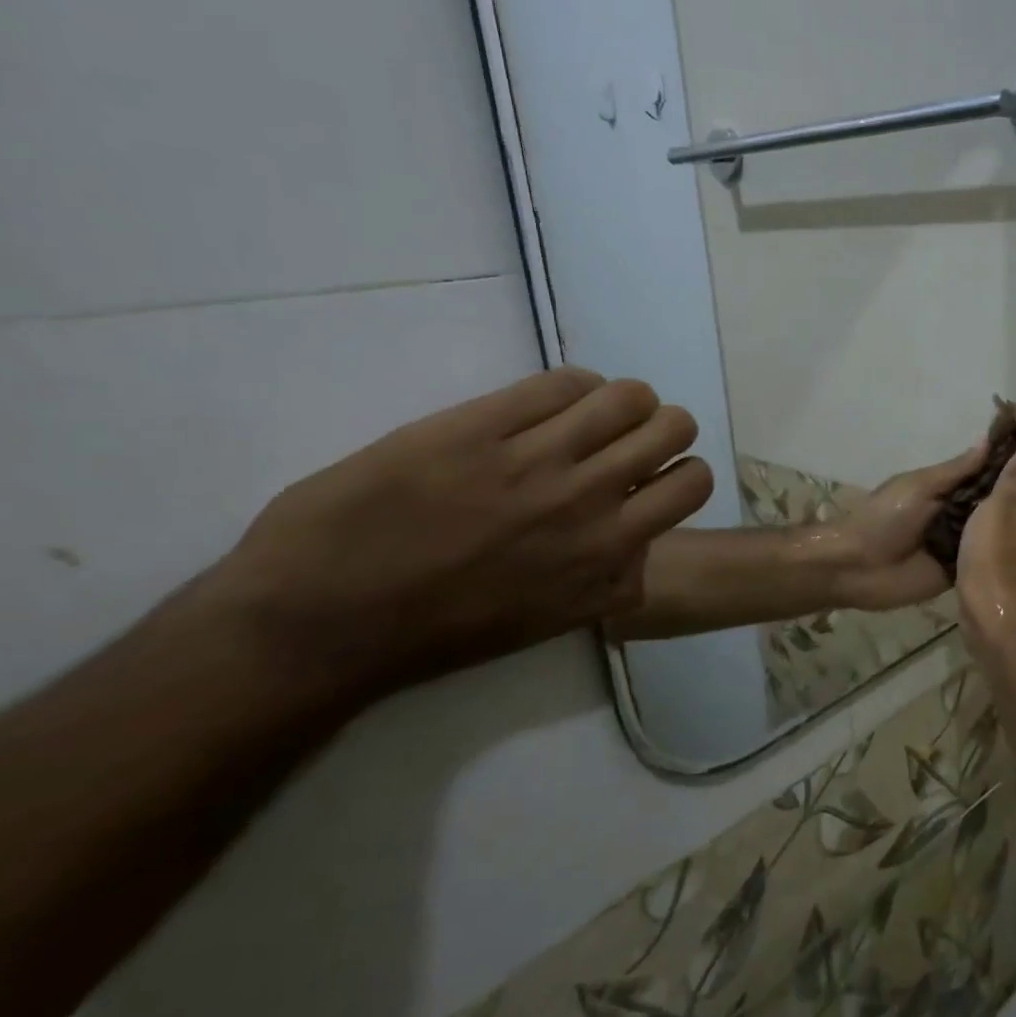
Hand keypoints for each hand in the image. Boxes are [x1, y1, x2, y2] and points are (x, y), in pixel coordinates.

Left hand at [208, 367, 712, 705]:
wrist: (323, 623)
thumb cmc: (442, 633)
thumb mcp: (556, 621)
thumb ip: (608, 583)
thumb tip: (634, 550)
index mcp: (608, 554)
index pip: (692, 483)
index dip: (677, 471)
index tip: (649, 478)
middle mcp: (589, 500)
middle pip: (674, 427)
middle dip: (662, 428)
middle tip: (626, 439)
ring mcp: (533, 460)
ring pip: (627, 396)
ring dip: (622, 400)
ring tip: (589, 414)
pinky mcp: (477, 428)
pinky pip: (559, 383)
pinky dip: (572, 386)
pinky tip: (548, 403)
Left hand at [827, 443, 989, 611]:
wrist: (857, 567)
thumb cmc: (884, 518)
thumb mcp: (920, 486)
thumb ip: (956, 470)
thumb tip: (988, 439)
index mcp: (947, 489)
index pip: (986, 475)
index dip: (1012, 466)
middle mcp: (958, 514)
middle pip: (994, 503)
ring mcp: (961, 544)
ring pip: (994, 532)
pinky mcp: (960, 572)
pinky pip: (985, 561)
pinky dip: (1005, 555)